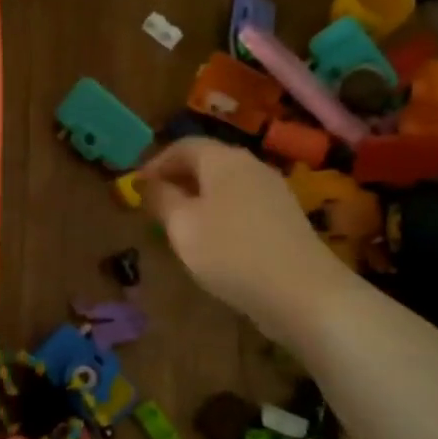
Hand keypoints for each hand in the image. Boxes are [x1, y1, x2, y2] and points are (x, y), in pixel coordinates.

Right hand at [141, 139, 336, 322]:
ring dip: (197, 199)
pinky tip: (212, 242)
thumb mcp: (182, 226)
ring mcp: (273, 192)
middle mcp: (251, 166)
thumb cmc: (230, 253)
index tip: (136, 187)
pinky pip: (242, 205)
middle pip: (207, 162)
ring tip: (178, 226)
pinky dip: (219, 214)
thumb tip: (147, 182)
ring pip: (225, 185)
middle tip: (153, 207)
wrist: (301, 292)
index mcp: (224, 160)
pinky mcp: (285, 218)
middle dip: (177, 180)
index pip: (184, 145)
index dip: (156, 163)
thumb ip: (161, 199)